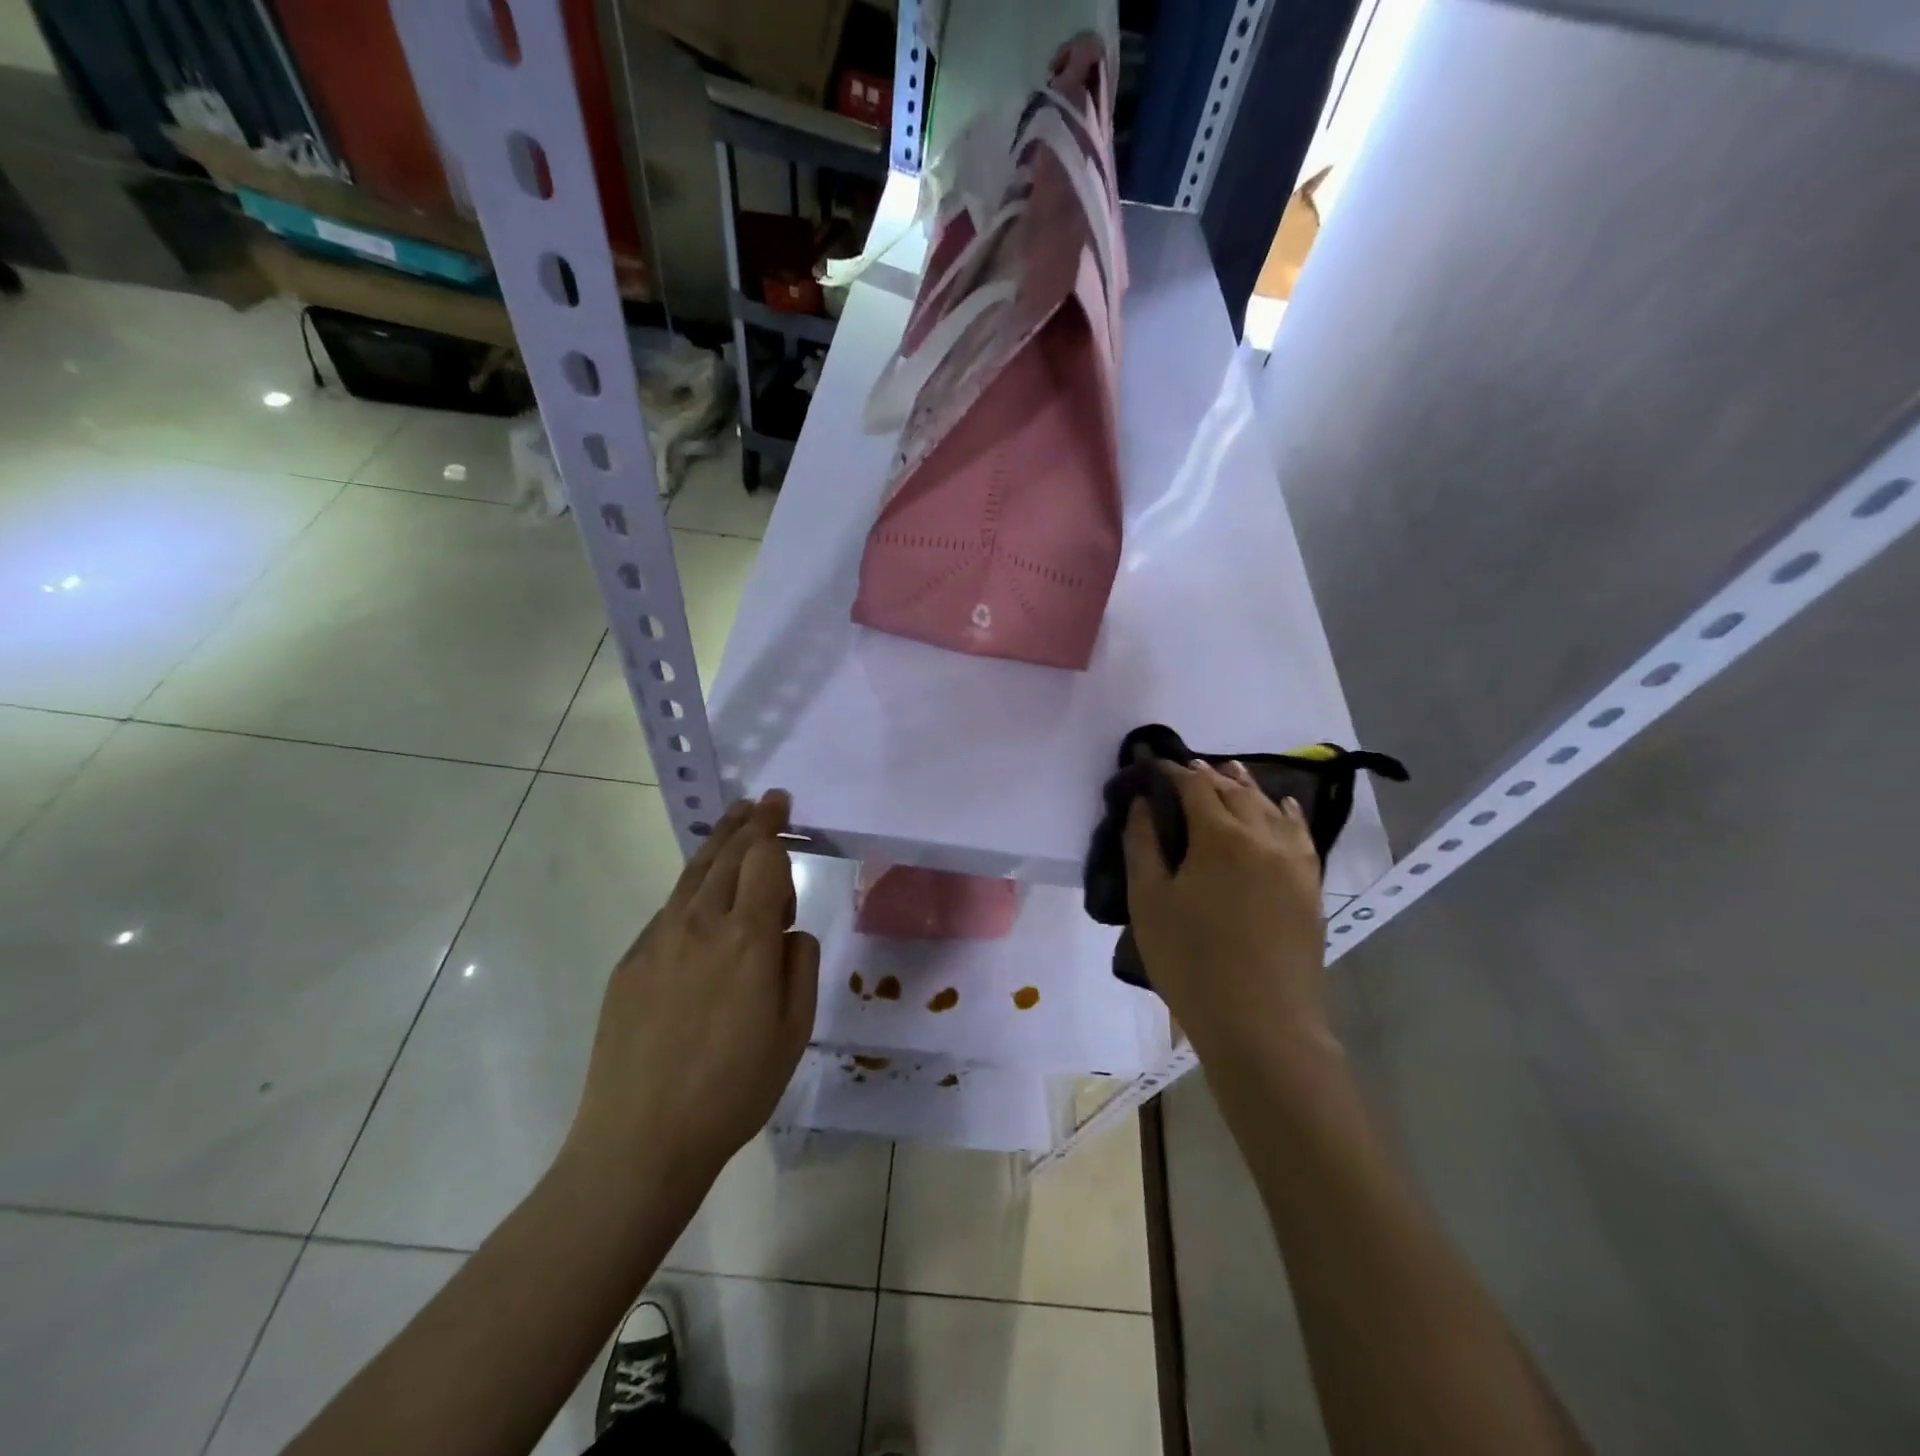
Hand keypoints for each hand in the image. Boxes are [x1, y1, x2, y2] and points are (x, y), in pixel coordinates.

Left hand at [564, 791, 819, 1193]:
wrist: (640, 1139)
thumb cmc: (733, 1090)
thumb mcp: (794, 1032)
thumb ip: (799, 966)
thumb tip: (788, 932)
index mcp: (749, 939)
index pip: (765, 860)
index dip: (775, 828)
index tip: (783, 808)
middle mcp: (701, 924)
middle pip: (727, 854)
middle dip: (749, 822)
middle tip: (764, 802)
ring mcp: (658, 940)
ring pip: (693, 873)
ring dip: (718, 841)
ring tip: (734, 819)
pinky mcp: (631, 961)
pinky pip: (670, 908)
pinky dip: (694, 885)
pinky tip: (703, 894)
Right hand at [1123, 761, 1333, 1058]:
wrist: (1262, 1024)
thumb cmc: (1192, 962)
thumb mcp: (1149, 902)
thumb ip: (1142, 845)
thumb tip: (1141, 804)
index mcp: (1220, 836)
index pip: (1194, 786)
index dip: (1172, 771)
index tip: (1152, 765)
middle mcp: (1263, 836)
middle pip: (1234, 790)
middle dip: (1207, 775)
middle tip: (1184, 769)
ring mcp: (1294, 861)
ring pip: (1270, 807)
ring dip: (1246, 786)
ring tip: (1229, 771)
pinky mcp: (1310, 886)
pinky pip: (1300, 834)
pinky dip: (1286, 812)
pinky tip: (1283, 806)